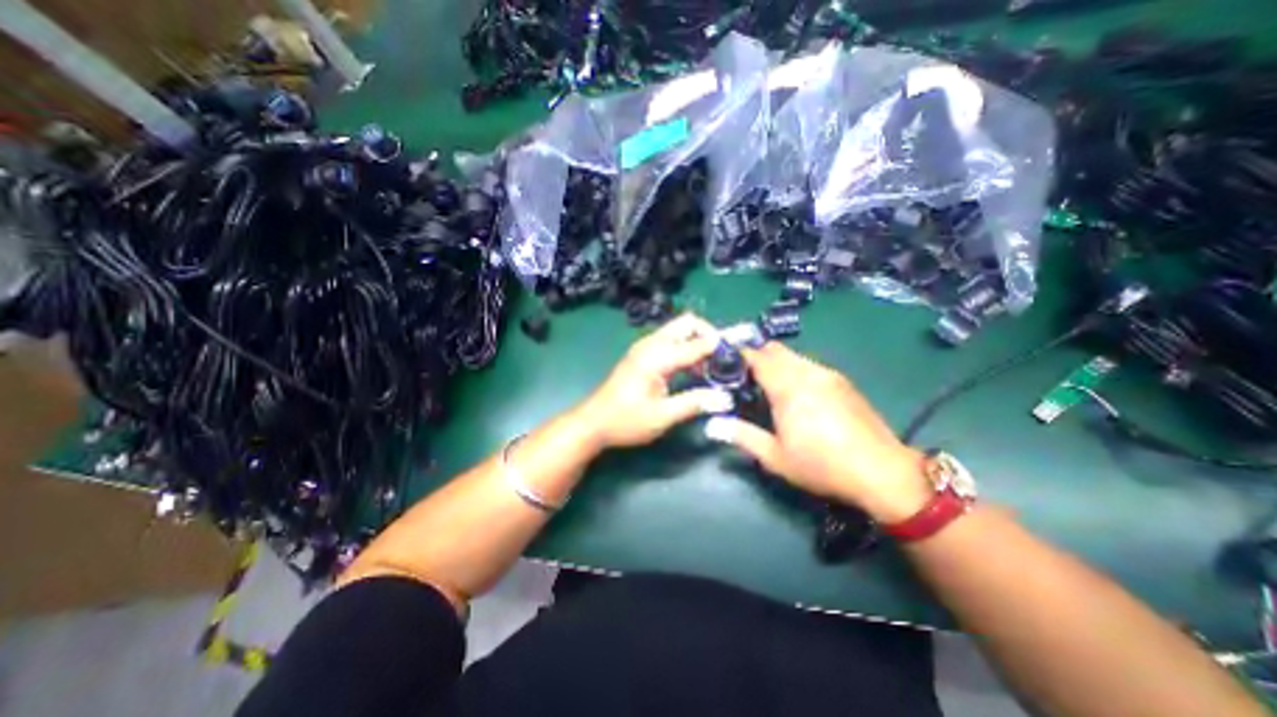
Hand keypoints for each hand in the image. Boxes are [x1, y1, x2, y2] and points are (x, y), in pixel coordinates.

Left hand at [573, 311, 733, 448]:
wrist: (594, 422)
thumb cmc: (626, 421)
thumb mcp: (662, 416)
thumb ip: (694, 403)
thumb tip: (725, 398)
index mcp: (656, 357)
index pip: (696, 343)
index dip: (719, 347)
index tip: (739, 356)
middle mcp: (651, 344)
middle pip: (687, 323)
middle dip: (708, 334)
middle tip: (723, 357)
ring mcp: (645, 347)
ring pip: (679, 330)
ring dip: (697, 340)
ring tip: (712, 365)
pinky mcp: (643, 354)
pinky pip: (671, 340)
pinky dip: (686, 347)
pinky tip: (693, 368)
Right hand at [703, 341, 933, 521]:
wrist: (883, 472)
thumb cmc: (822, 466)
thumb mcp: (775, 457)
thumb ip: (742, 436)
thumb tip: (712, 424)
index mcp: (788, 388)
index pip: (757, 357)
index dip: (738, 355)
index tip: (724, 363)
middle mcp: (808, 372)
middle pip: (775, 349)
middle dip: (755, 356)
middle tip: (743, 377)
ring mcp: (828, 374)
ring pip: (793, 356)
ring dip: (775, 362)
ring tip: (767, 386)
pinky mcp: (842, 381)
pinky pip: (809, 365)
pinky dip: (794, 369)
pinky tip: (796, 393)